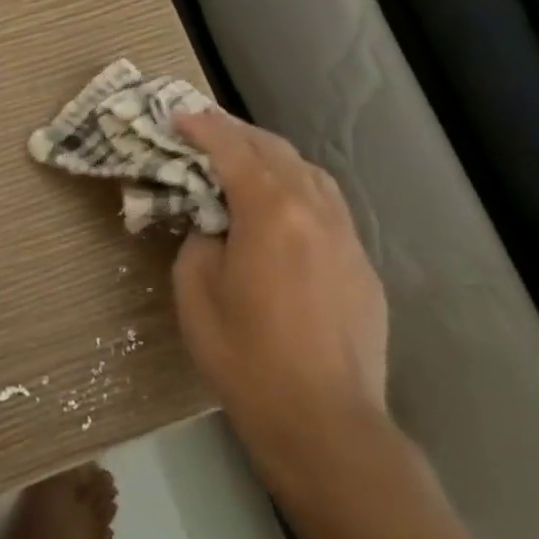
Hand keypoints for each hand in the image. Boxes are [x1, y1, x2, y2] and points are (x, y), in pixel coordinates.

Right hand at [171, 109, 391, 501]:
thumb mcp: (196, 292)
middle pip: (274, 150)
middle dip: (236, 133)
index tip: (177, 117)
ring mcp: (345, 236)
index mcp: (270, 210)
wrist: (324, 422)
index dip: (202, 127)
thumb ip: (200, 241)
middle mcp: (314, 209)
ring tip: (243, 160)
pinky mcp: (361, 264)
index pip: (232, 148)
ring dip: (271, 157)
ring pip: (309, 172)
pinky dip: (297, 188)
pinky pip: (327, 205)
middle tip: (204, 131)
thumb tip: (215, 226)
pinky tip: (281, 207)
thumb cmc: (246, 356)